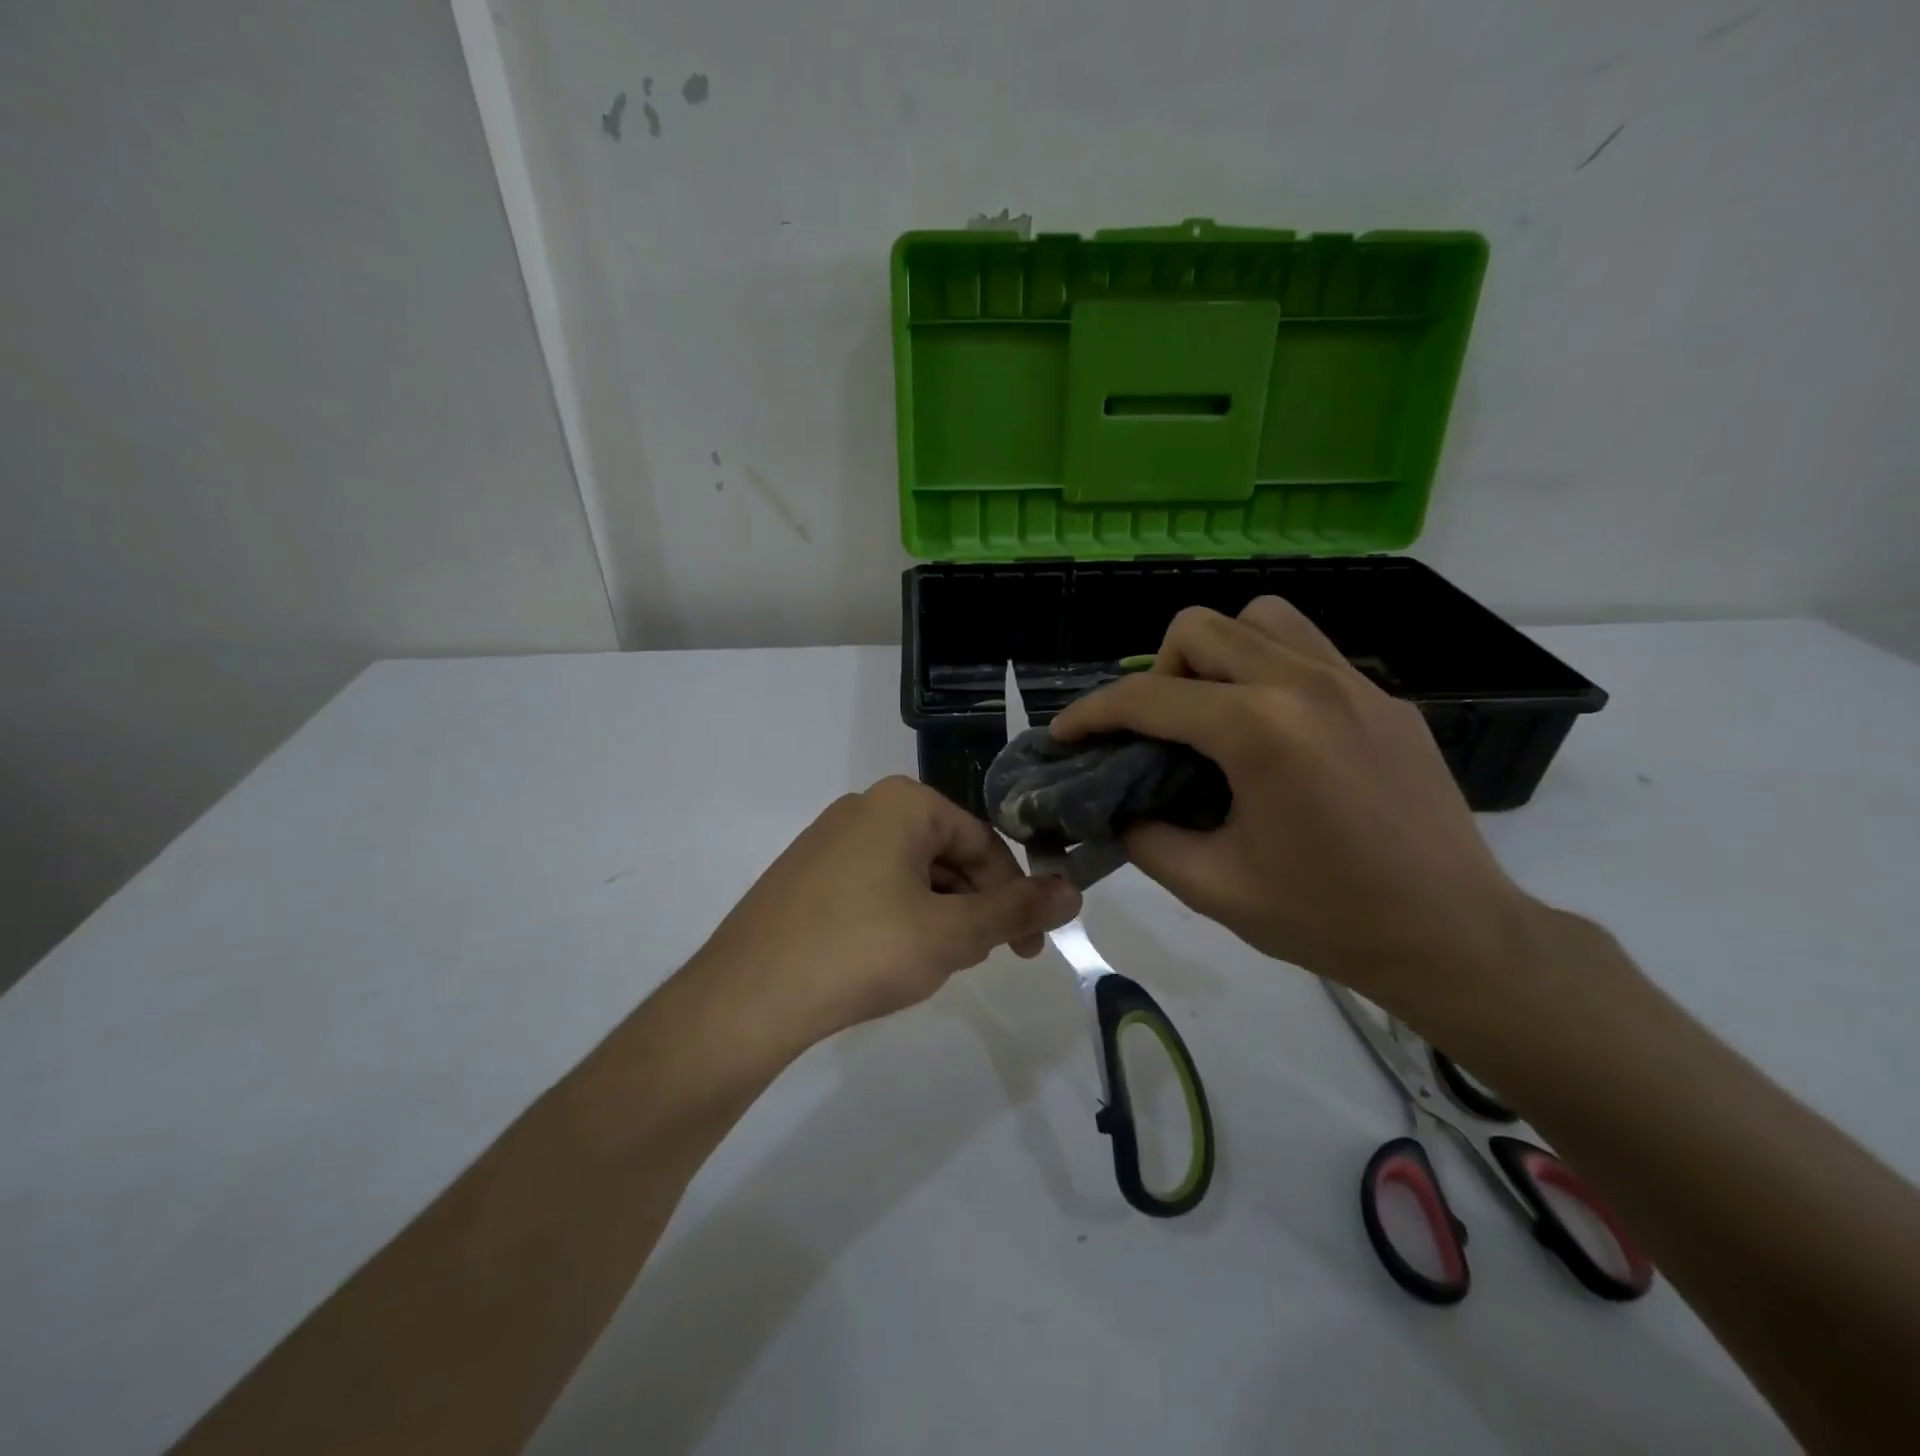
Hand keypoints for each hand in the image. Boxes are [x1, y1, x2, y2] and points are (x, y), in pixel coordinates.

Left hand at [689, 776, 1080, 1054]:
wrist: (748, 996)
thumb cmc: (864, 950)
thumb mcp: (953, 933)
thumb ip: (1017, 910)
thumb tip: (1074, 891)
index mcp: (903, 803)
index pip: (983, 842)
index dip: (1013, 895)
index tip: (1028, 946)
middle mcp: (864, 807)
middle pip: (946, 855)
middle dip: (972, 907)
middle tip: (978, 959)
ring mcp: (827, 840)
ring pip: (910, 874)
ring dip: (937, 916)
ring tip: (931, 965)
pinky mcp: (804, 875)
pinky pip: (872, 887)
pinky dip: (897, 919)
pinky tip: (888, 960)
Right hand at [1051, 598, 1540, 1012]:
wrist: (1454, 937)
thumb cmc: (1327, 918)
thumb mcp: (1212, 887)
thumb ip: (1145, 837)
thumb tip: (1116, 807)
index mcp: (1260, 731)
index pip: (1150, 698)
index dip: (1093, 714)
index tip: (1065, 734)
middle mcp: (1305, 684)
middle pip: (1199, 629)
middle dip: (1156, 673)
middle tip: (1155, 731)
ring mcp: (1354, 683)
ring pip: (1259, 620)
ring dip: (1217, 654)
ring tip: (1213, 713)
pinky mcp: (1384, 697)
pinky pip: (1307, 649)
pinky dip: (1266, 669)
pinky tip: (1270, 731)